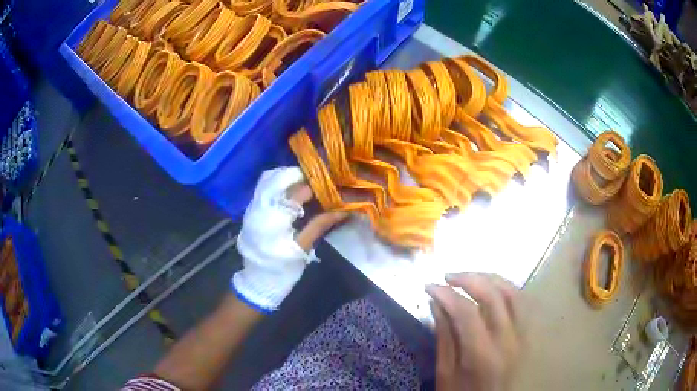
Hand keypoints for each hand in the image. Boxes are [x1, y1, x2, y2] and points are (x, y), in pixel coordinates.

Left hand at [233, 167, 346, 312]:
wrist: (257, 281)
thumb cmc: (282, 268)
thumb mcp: (302, 248)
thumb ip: (320, 225)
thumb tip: (344, 209)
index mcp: (274, 216)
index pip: (298, 191)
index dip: (317, 186)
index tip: (333, 185)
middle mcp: (260, 205)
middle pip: (280, 177)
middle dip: (302, 177)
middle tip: (320, 182)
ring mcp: (252, 206)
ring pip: (270, 179)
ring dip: (290, 179)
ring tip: (308, 185)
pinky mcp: (251, 210)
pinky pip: (264, 188)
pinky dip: (279, 185)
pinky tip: (292, 193)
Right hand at [427, 273, 523, 390]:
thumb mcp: (445, 373)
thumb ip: (444, 337)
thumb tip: (437, 302)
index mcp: (483, 355)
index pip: (467, 311)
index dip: (447, 294)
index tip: (430, 286)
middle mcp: (508, 340)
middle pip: (494, 295)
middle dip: (469, 278)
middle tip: (448, 277)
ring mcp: (523, 335)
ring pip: (514, 292)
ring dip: (490, 278)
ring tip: (470, 277)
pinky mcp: (529, 335)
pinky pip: (523, 302)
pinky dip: (507, 288)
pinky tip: (493, 288)